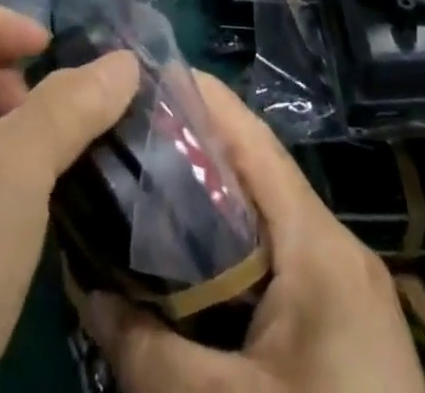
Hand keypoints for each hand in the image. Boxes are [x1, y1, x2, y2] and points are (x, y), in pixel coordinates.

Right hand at [84, 75, 424, 392]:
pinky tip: (187, 261)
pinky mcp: (340, 322)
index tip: (143, 74)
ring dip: (209, 198)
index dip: (200, 97)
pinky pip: (276, 258)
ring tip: (143, 185)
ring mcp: (341, 284)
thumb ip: (147, 350)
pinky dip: (231, 246)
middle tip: (125, 136)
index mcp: (317, 243)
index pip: (252, 139)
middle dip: (191, 147)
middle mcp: (333, 246)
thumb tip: (83, 288)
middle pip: (254, 172)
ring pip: (263, 217)